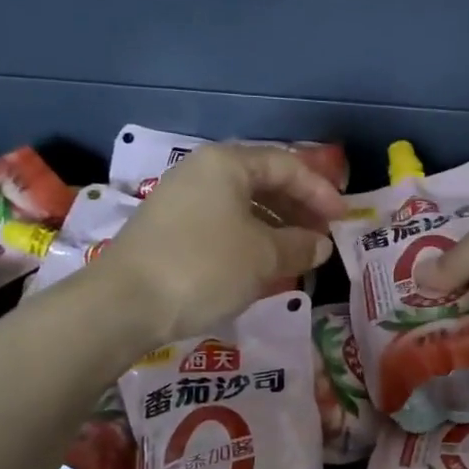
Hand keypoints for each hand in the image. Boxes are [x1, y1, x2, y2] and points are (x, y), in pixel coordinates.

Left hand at [96, 144, 344, 339]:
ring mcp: (181, 200)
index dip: (320, 191)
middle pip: (263, 182)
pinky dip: (250, 239)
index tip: (343, 219)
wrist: (125, 303)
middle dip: (298, 208)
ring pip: (242, 206)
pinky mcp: (170, 230)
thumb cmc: (204, 267)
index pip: (286, 166)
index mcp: (227, 164)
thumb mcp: (263, 257)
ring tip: (299, 254)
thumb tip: (320, 245)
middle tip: (323, 235)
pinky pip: (223, 225)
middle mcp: (202, 172)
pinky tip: (262, 264)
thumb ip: (300, 246)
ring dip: (276, 226)